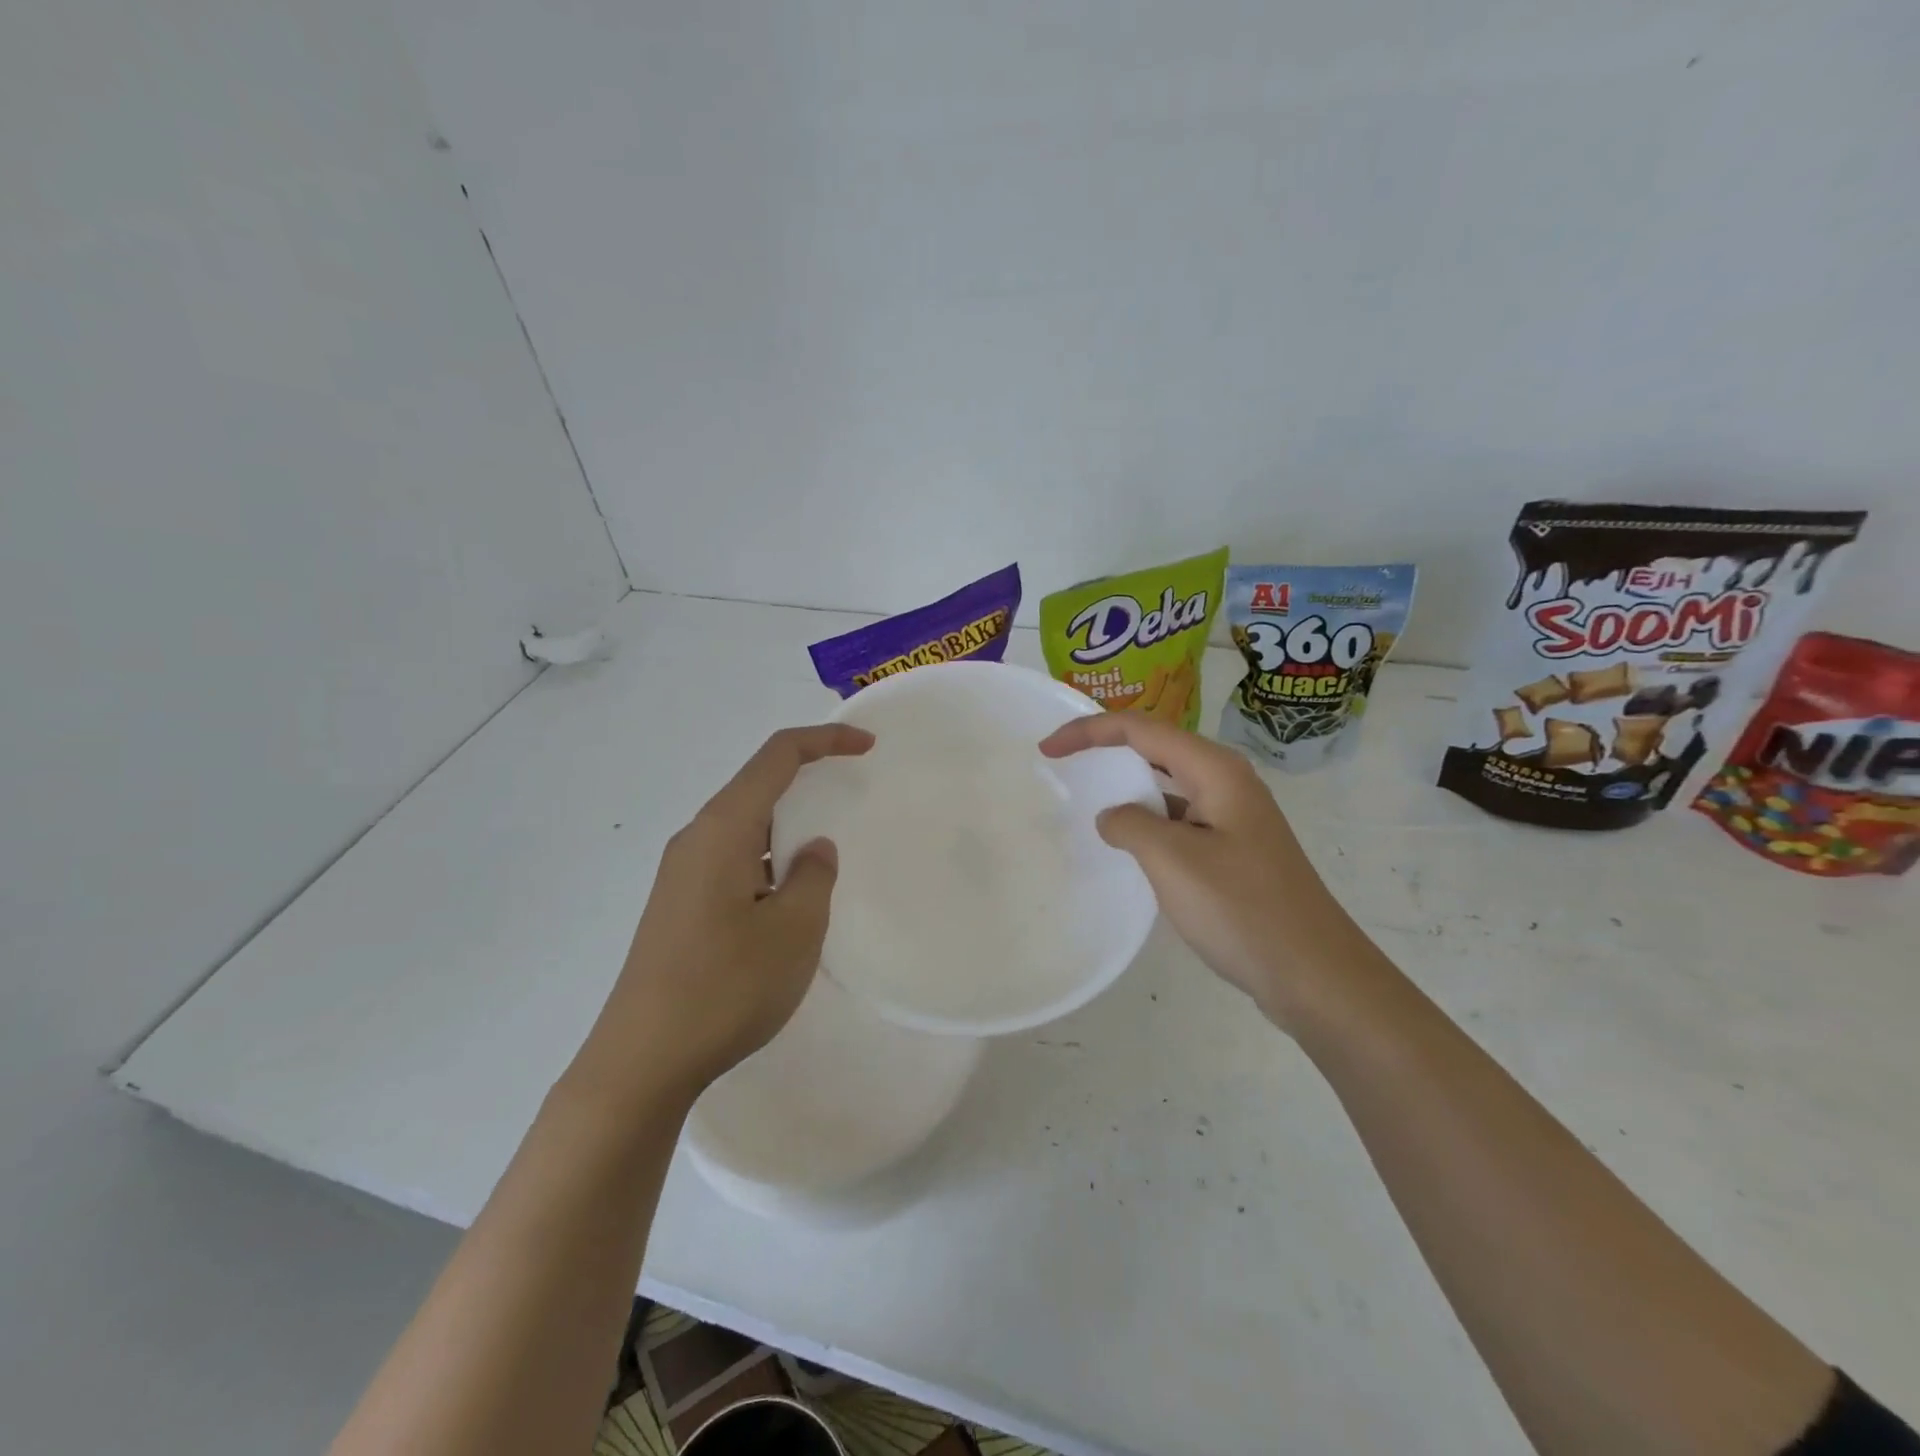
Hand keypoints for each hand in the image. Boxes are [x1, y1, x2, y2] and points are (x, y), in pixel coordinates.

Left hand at [570, 724, 874, 1108]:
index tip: (867, 746)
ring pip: (745, 828)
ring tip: (826, 854)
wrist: (641, 1062)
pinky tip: (788, 899)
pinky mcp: (679, 907)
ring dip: (788, 829)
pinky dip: (769, 860)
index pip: (776, 758)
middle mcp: (695, 840)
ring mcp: (681, 875)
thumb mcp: (794, 929)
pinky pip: (733, 861)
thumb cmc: (726, 987)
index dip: (824, 741)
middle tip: (852, 797)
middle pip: (756, 787)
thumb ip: (814, 876)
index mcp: (722, 830)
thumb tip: (814, 850)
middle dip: (807, 782)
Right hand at [1039, 714, 1360, 1028]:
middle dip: (1107, 749)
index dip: (1089, 732)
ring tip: (1085, 797)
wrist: (1314, 974)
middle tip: (1060, 762)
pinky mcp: (1233, 850)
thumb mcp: (1173, 861)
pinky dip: (1147, 822)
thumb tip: (1113, 816)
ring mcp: (1233, 818)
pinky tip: (1126, 845)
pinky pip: (1179, 820)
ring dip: (1127, 786)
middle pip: (1156, 747)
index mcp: (1216, 771)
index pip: (1141, 729)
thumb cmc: (1242, 909)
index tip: (1047, 750)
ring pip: (1168, 785)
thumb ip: (1131, 825)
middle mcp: (1226, 783)